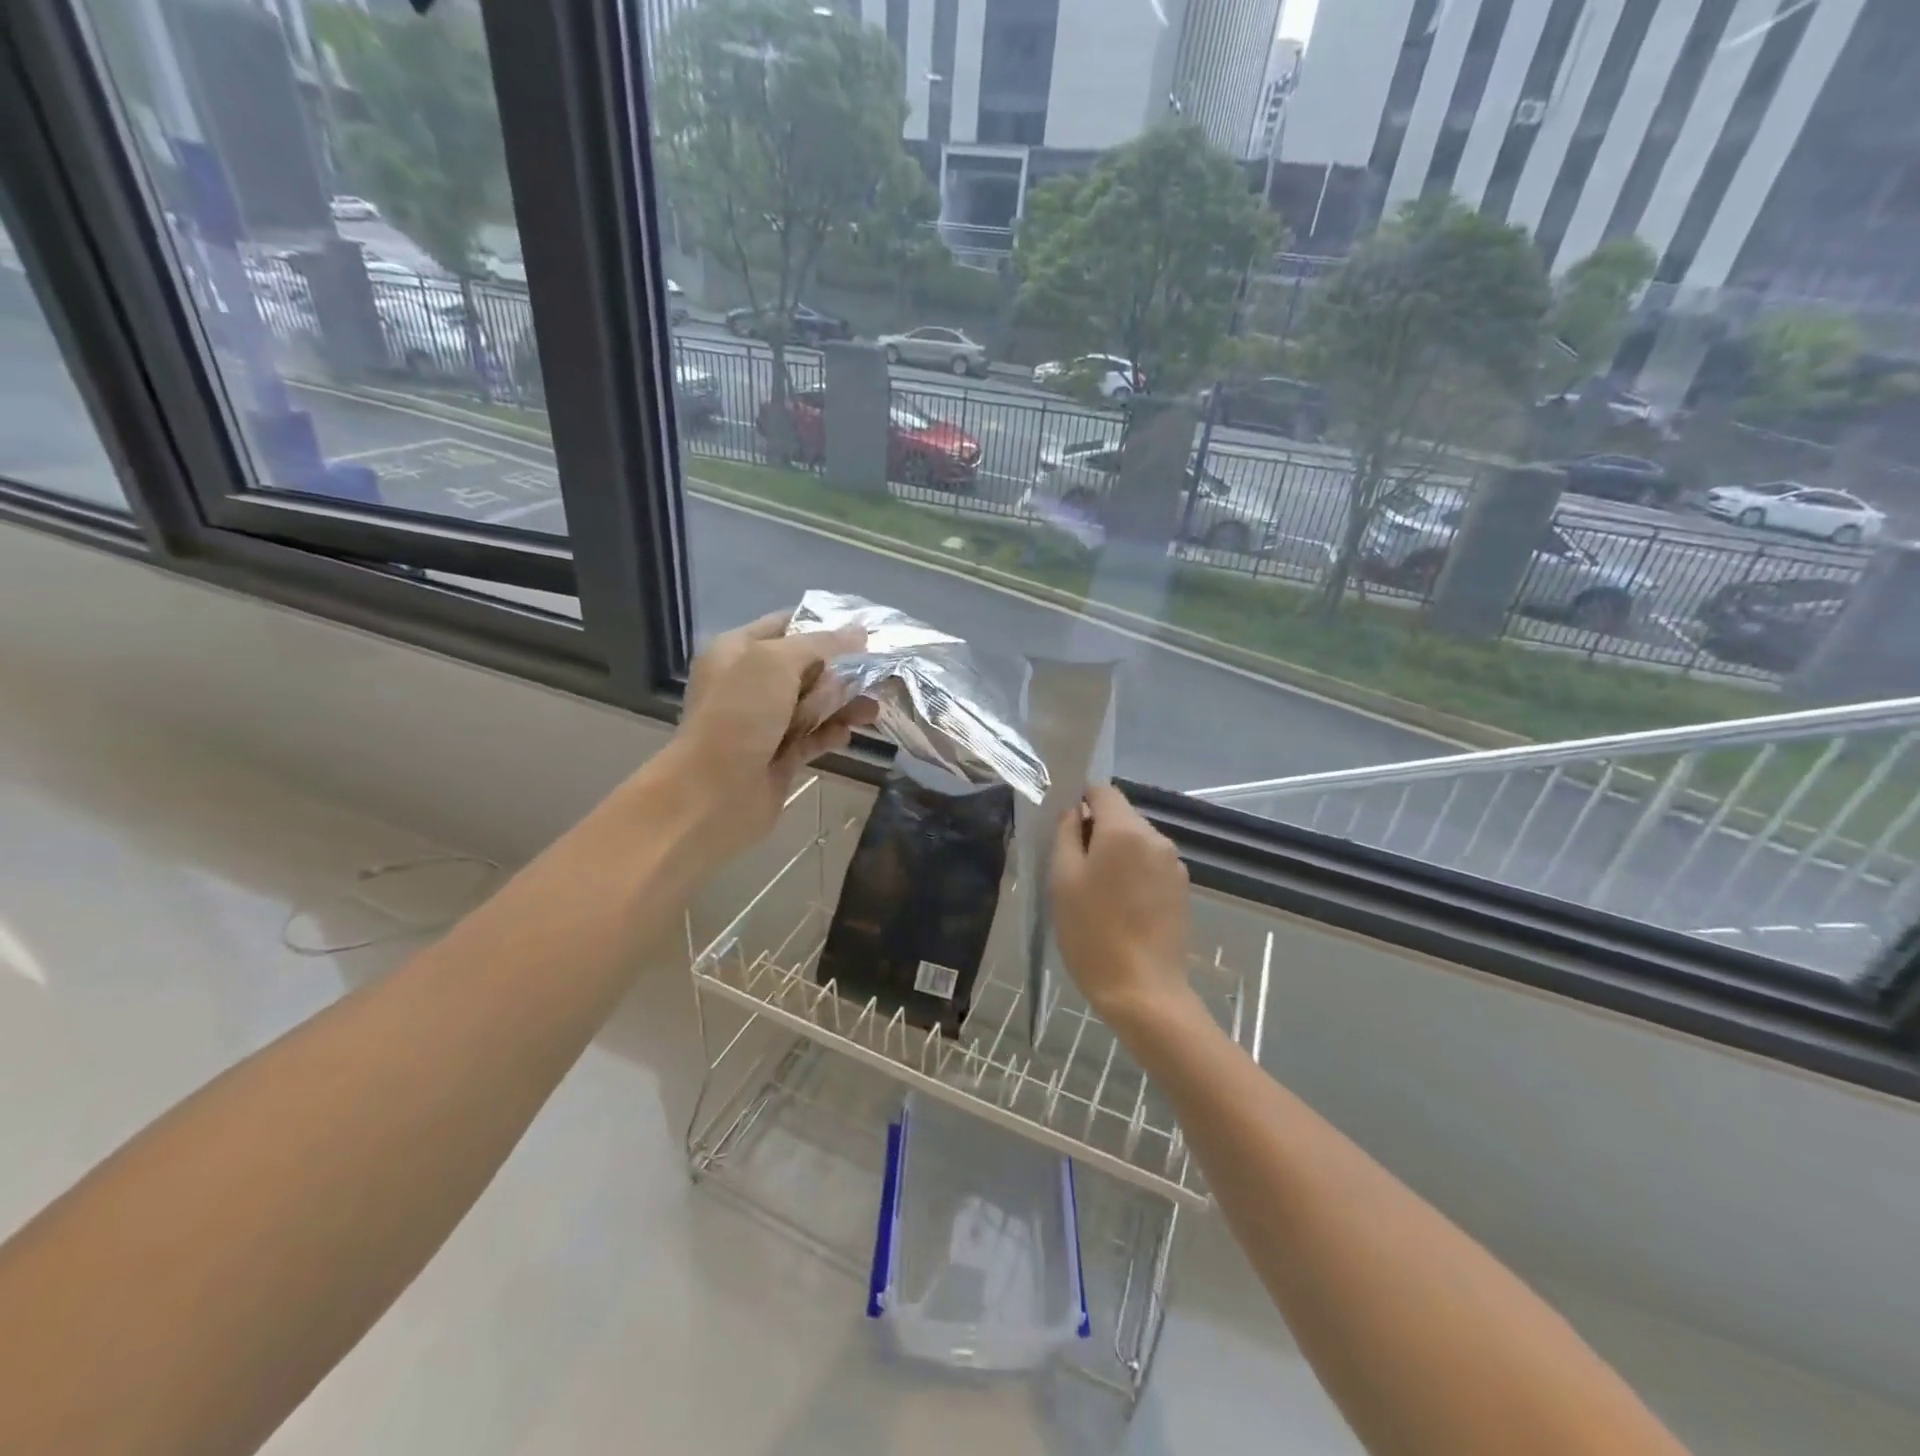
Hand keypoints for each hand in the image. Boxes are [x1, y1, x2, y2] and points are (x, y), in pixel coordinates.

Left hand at [664, 609, 876, 857]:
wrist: (713, 793)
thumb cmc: (739, 715)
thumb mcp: (776, 662)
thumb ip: (821, 643)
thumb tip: (859, 632)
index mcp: (737, 651)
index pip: (787, 625)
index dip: (825, 625)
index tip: (865, 631)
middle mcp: (749, 683)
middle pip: (807, 666)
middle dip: (841, 670)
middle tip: (874, 674)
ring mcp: (764, 722)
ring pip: (815, 703)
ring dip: (844, 704)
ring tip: (871, 709)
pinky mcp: (780, 756)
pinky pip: (814, 737)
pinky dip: (832, 733)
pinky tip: (848, 734)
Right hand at [1050, 786, 1195, 1027]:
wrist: (1142, 990)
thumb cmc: (1092, 933)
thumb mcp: (1063, 880)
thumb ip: (1067, 834)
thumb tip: (1075, 811)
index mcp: (1125, 830)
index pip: (1103, 791)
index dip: (1081, 800)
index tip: (1065, 827)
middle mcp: (1156, 838)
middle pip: (1122, 816)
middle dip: (1098, 831)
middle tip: (1073, 866)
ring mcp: (1174, 865)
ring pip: (1137, 842)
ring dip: (1116, 854)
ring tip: (1096, 892)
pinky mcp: (1182, 890)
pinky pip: (1151, 866)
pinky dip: (1134, 874)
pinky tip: (1120, 907)